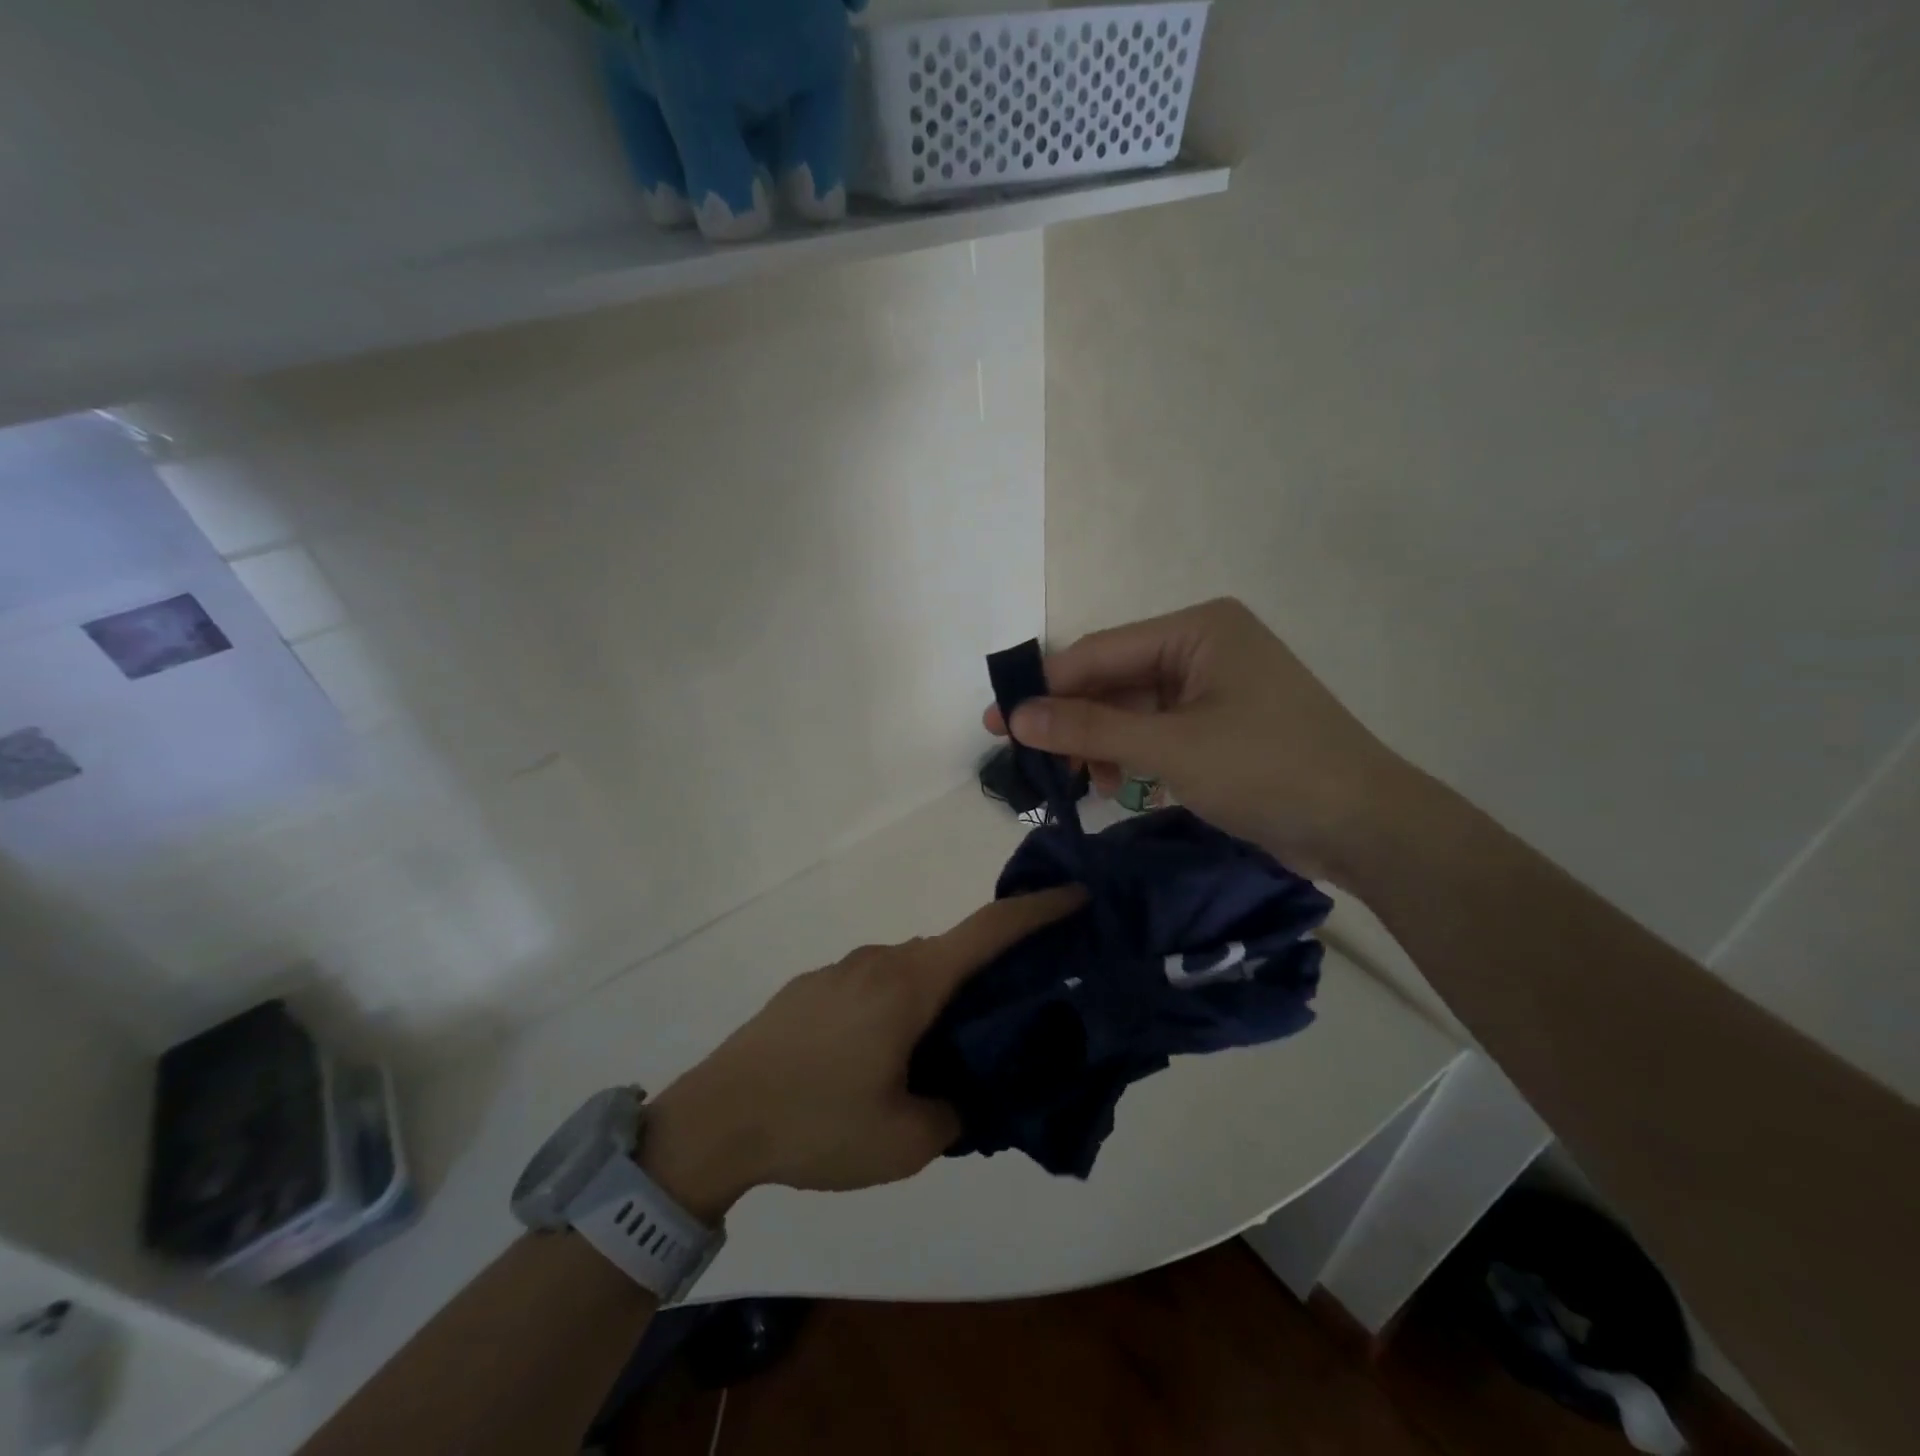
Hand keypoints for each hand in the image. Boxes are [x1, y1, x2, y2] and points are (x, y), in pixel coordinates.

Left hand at [640, 887, 1084, 1221]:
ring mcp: (839, 970)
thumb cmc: (816, 1123)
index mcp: (909, 984)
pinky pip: (870, 986)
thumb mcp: (904, 1142)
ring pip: (907, 972)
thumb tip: (958, 1092)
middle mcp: (878, 960)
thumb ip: (952, 1110)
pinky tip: (872, 1060)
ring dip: (931, 1000)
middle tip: (1001, 1023)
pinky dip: (891, 1007)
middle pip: (948, 954)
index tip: (1074, 895)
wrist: (714, 1119)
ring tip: (931, 1058)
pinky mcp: (809, 987)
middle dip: (983, 976)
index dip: (1037, 908)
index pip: (987, 930)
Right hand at [985, 598, 1418, 881]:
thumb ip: (1089, 729)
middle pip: (1115, 680)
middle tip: (1022, 754)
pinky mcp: (1219, 727)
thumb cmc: (1267, 770)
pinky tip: (1111, 785)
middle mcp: (1204, 648)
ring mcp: (1214, 689)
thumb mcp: (1170, 748)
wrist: (1364, 827)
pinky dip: (1129, 756)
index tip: (997, 719)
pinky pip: (1156, 732)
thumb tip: (1016, 717)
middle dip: (1072, 720)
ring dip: (1099, 743)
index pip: (1101, 651)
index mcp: (1198, 629)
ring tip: (1074, 782)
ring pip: (1132, 710)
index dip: (1045, 687)